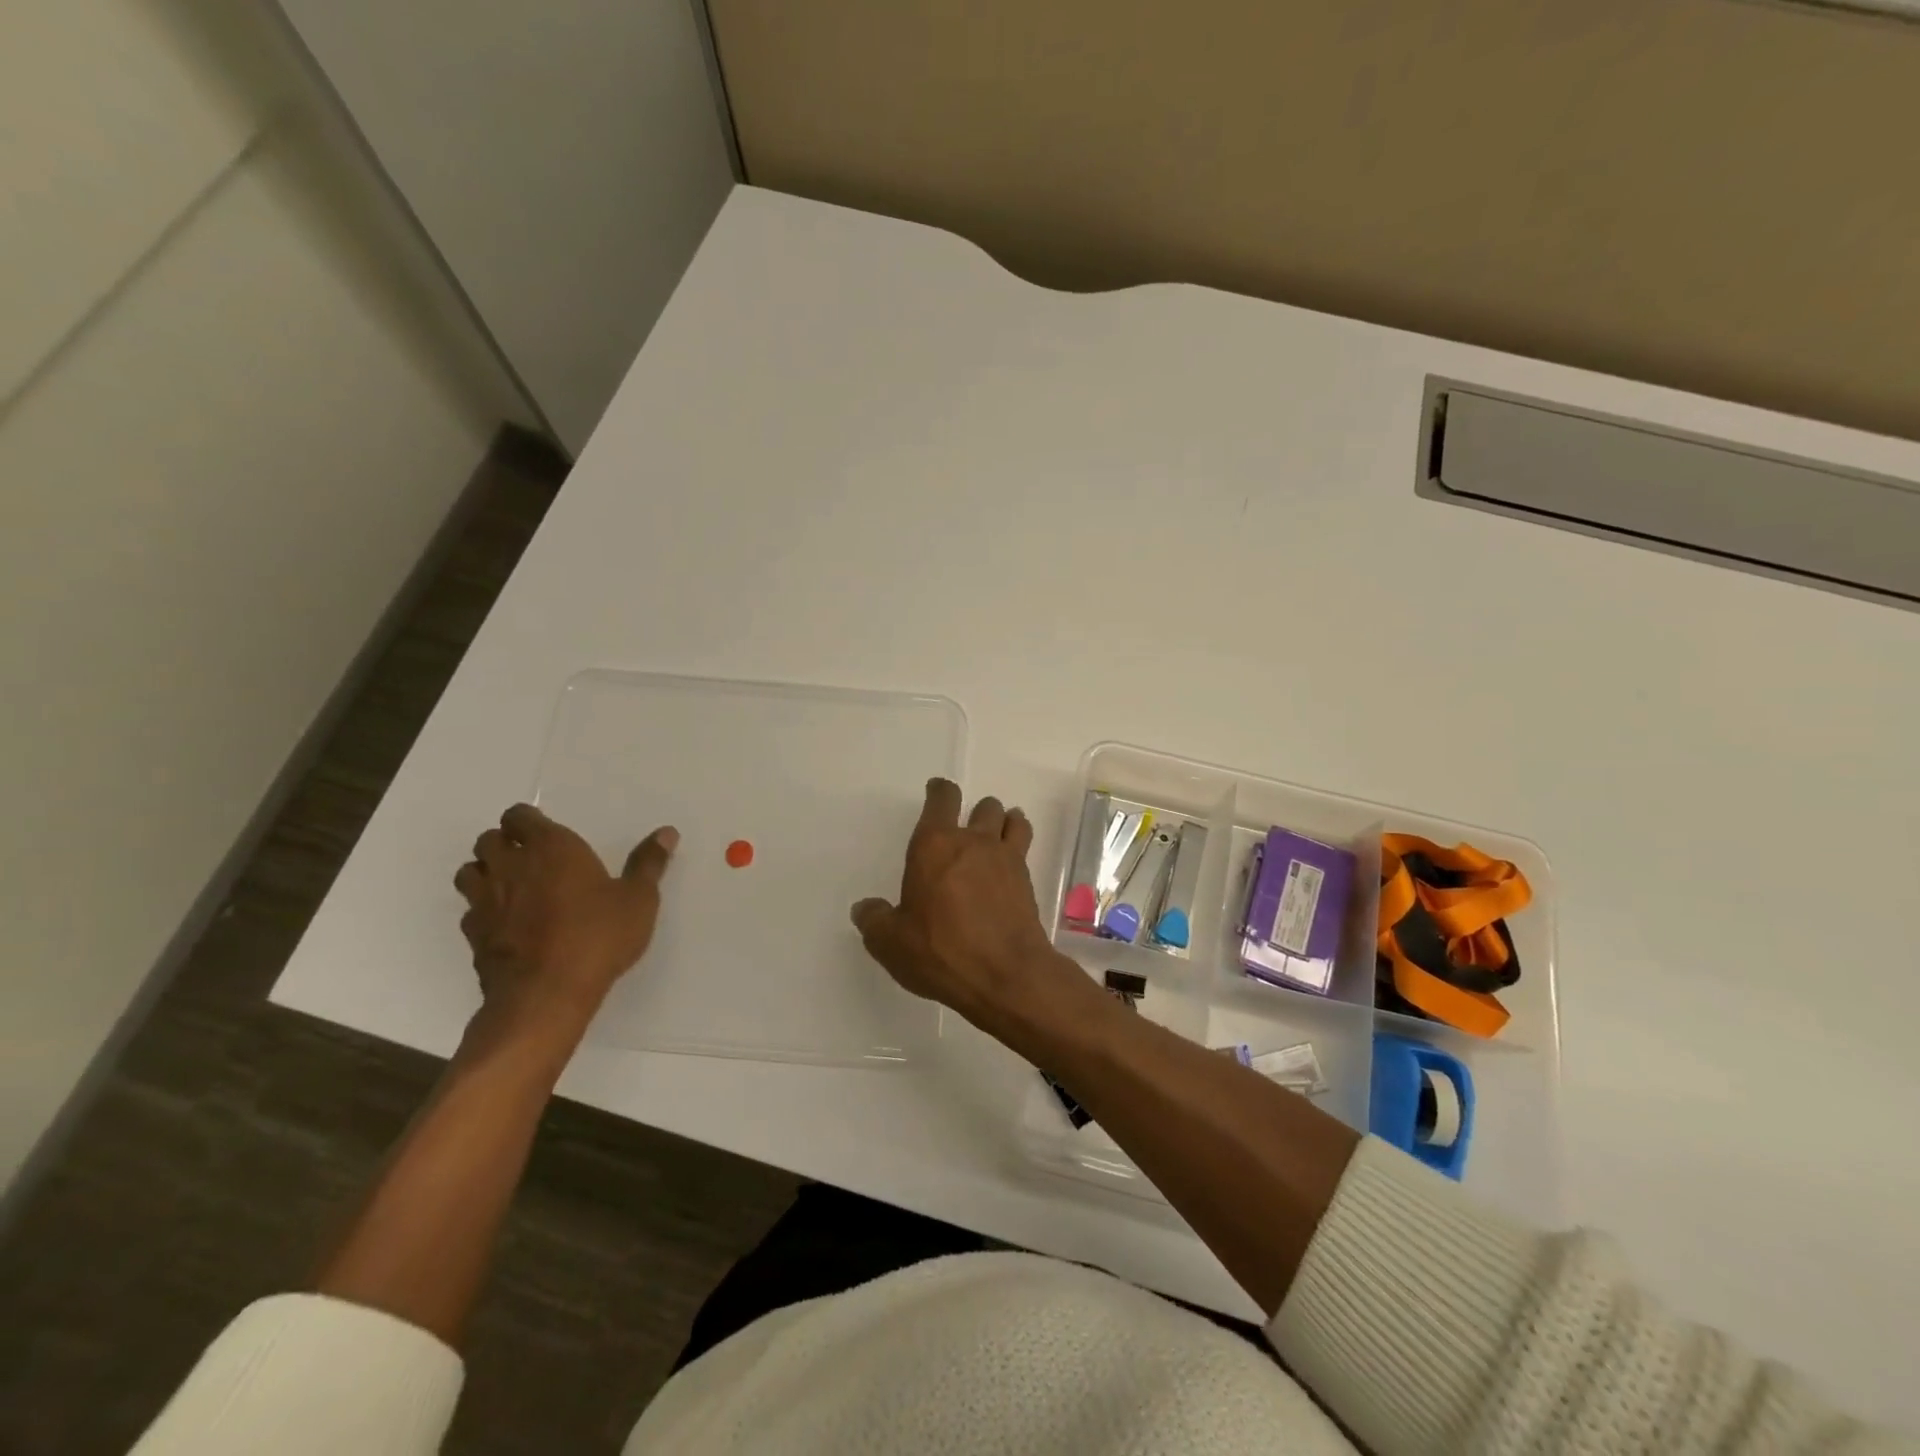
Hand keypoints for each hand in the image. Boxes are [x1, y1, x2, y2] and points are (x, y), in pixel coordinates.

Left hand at [454, 804, 677, 1036]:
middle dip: (505, 844)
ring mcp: (485, 901)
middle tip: (532, 858)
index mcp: (551, 848)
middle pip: (488, 840)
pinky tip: (506, 923)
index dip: (528, 821)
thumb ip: (648, 863)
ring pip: (469, 872)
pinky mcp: (474, 935)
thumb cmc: (598, 936)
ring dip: (485, 873)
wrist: (546, 994)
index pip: (519, 816)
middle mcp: (511, 866)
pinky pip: (470, 910)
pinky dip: (483, 910)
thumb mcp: (638, 899)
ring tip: (512, 885)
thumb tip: (667, 832)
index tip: (546, 833)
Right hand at [852, 779, 1088, 1040]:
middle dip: (976, 812)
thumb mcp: (891, 942)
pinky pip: (1024, 847)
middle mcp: (973, 841)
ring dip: (1003, 821)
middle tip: (967, 828)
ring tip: (997, 834)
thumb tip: (865, 909)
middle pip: (983, 806)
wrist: (1005, 975)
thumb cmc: (941, 951)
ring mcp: (1006, 858)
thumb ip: (875, 920)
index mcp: (934, 845)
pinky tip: (1009, 867)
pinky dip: (1017, 846)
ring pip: (1011, 819)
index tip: (936, 790)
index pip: (941, 799)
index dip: (939, 790)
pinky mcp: (1027, 881)